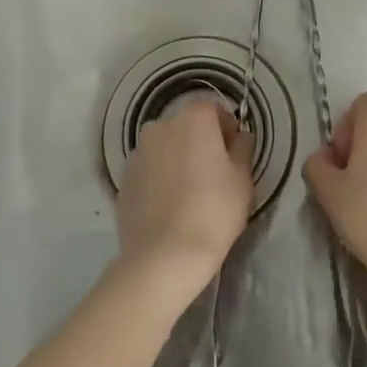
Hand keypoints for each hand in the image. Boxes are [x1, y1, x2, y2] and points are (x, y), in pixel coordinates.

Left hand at [115, 92, 253, 294]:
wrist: (165, 256)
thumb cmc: (213, 211)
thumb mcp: (242, 179)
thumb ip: (243, 148)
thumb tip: (240, 137)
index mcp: (193, 119)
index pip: (214, 110)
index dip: (227, 130)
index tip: (234, 156)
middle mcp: (161, 126)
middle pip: (187, 126)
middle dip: (200, 143)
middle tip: (214, 176)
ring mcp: (137, 152)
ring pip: (165, 148)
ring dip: (177, 159)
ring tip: (189, 194)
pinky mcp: (124, 179)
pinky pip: (149, 171)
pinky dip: (159, 180)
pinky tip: (169, 208)